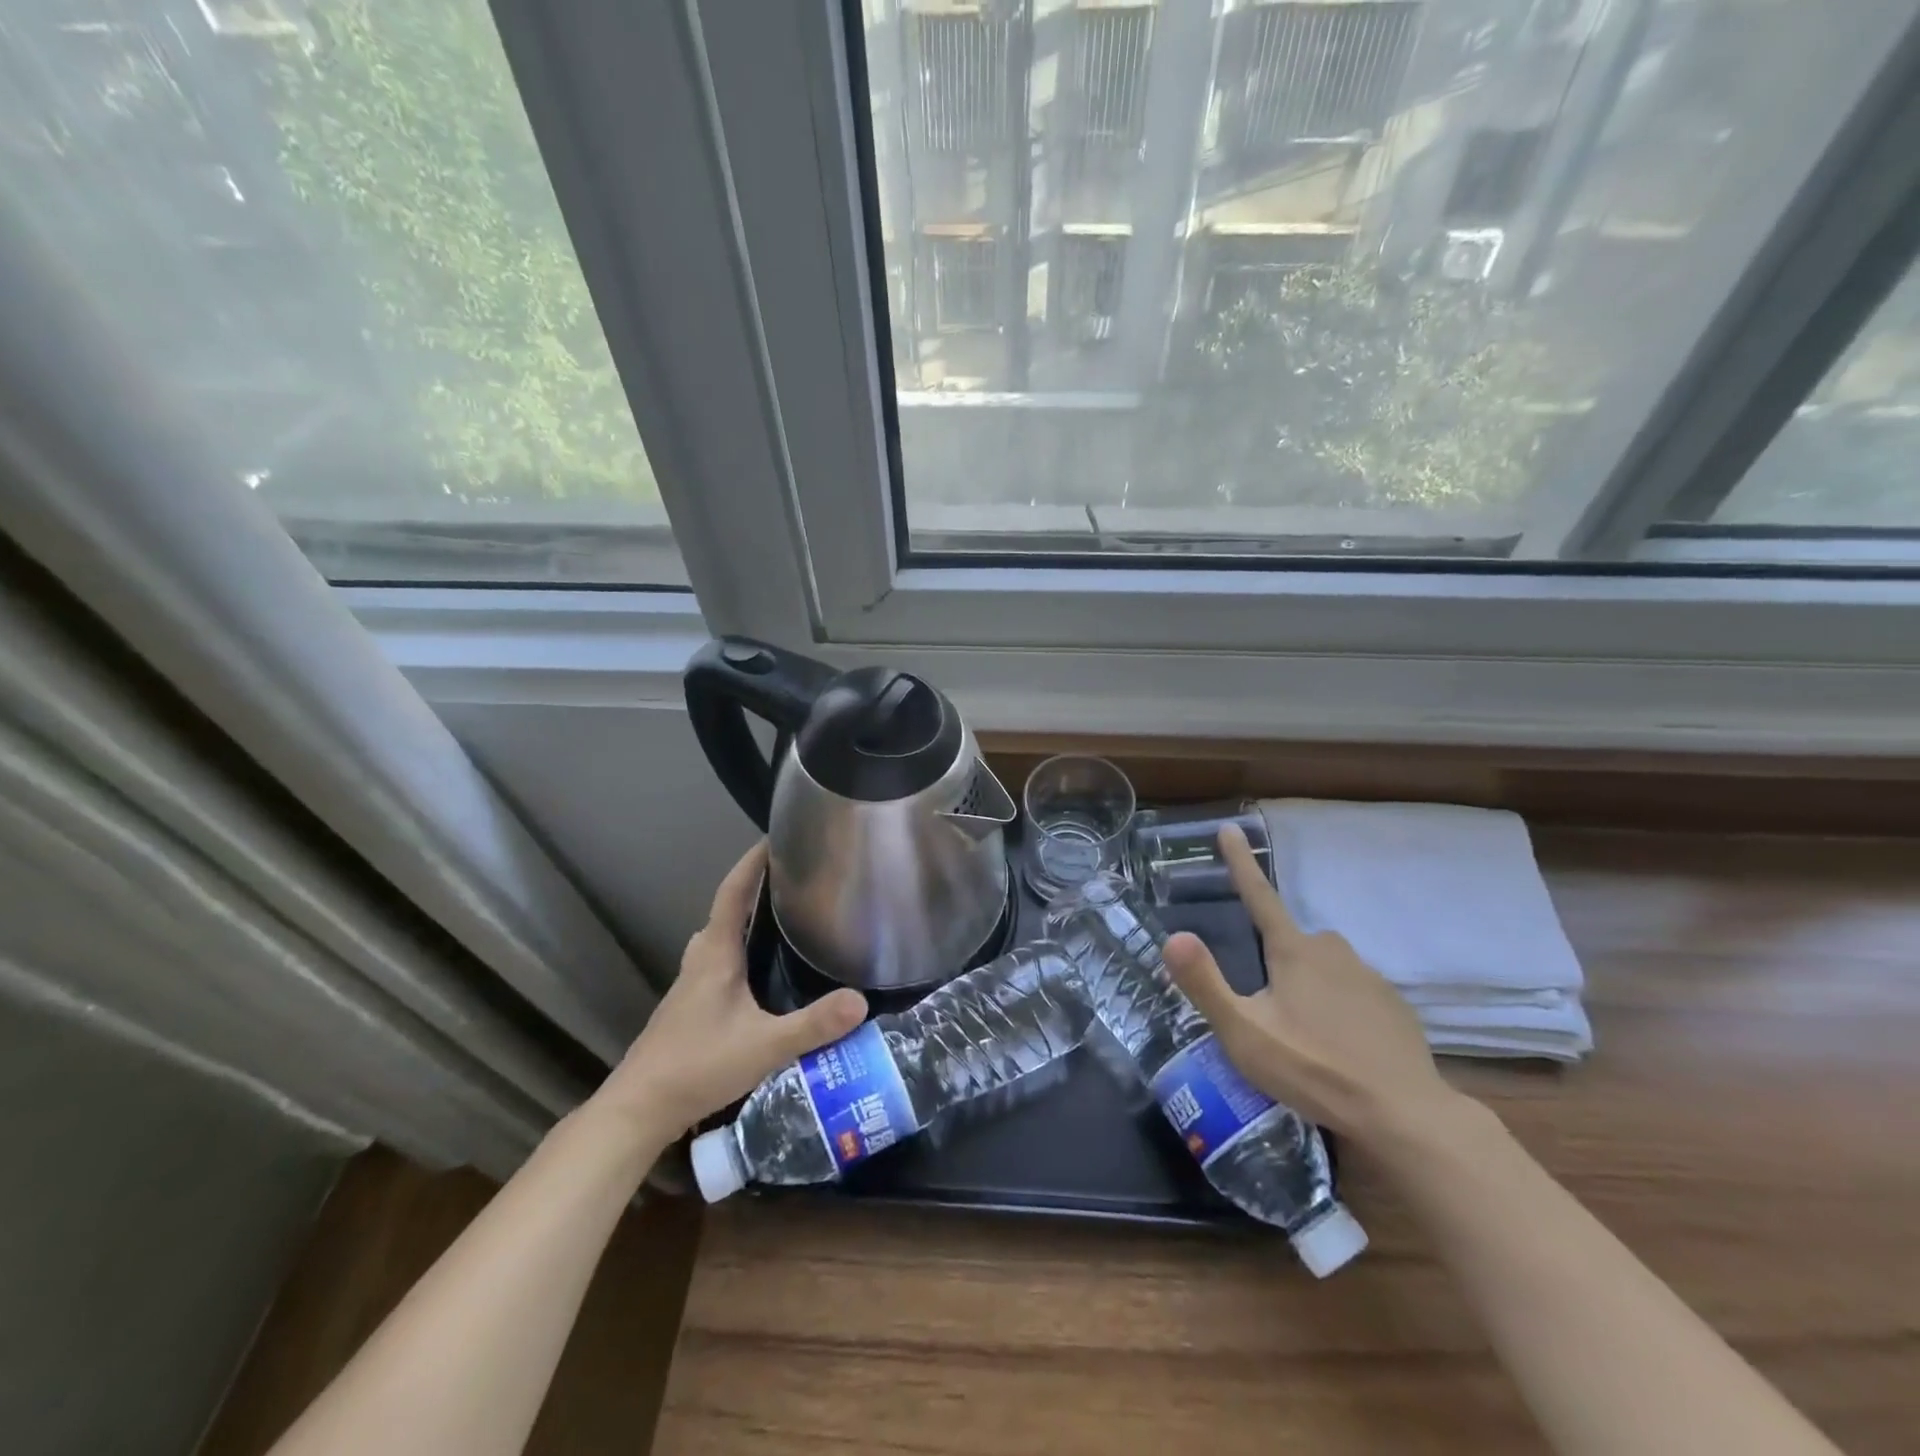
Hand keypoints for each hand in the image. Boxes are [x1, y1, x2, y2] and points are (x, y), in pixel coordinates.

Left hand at [593, 842, 866, 1145]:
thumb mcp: (764, 1047)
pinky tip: (761, 978)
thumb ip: (813, 1025)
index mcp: (716, 954)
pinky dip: (738, 953)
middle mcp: (700, 960)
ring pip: (719, 940)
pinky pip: (717, 963)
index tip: (774, 838)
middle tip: (792, 884)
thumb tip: (861, 1000)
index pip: (733, 892)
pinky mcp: (688, 1008)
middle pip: (726, 912)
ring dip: (745, 924)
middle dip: (754, 891)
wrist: (639, 1109)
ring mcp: (690, 985)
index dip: (752, 863)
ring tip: (783, 925)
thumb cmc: (697, 1065)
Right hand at [1161, 824, 1458, 1149]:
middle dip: (1276, 961)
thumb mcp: (1244, 1033)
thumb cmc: (1314, 1069)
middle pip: (1291, 941)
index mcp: (1293, 951)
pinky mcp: (1394, 1006)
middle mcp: (1333, 951)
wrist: (1405, 1115)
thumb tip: (1172, 936)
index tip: (1229, 828)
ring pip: (1325, 967)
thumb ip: (1206, 984)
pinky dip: (1341, 1008)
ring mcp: (1369, 977)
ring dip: (1309, 986)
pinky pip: (1354, 992)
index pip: (1258, 895)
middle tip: (1267, 1008)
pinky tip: (1340, 1046)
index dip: (1240, 862)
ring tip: (1302, 1035)